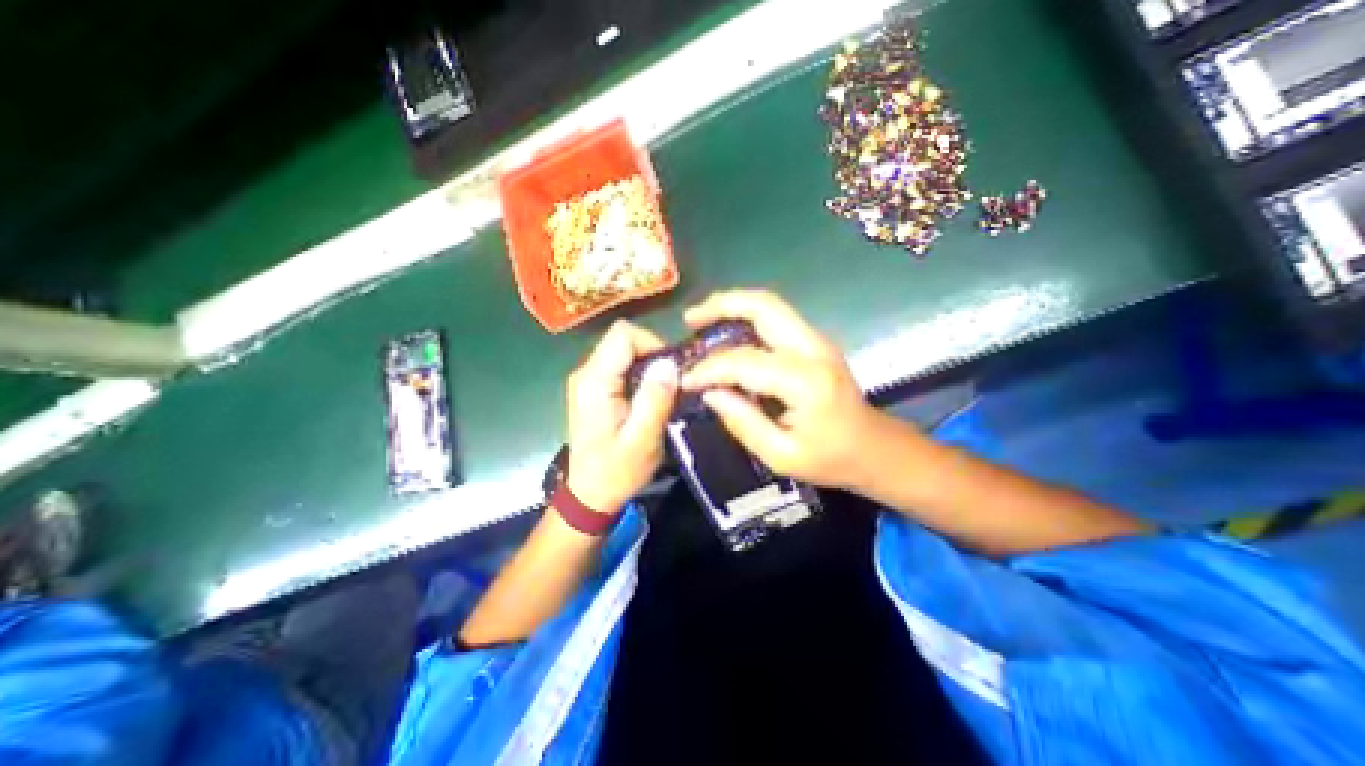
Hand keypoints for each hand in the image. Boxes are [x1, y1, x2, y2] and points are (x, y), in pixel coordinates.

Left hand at [565, 321, 675, 512]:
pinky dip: (640, 375)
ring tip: (664, 393)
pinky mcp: (593, 389)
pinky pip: (620, 367)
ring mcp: (587, 380)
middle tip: (672, 384)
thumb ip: (655, 398)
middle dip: (653, 355)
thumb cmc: (616, 471)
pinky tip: (649, 398)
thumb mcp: (642, 439)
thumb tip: (669, 362)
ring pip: (623, 352)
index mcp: (594, 381)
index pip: (624, 334)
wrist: (590, 495)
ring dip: (648, 366)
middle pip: (623, 340)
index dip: (652, 344)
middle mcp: (586, 373)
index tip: (671, 371)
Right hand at [682, 291, 898, 485]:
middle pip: (764, 307)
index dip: (710, 369)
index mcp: (806, 382)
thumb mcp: (781, 454)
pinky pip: (776, 319)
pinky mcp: (816, 343)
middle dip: (722, 305)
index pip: (745, 362)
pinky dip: (747, 318)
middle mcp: (814, 350)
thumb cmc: (831, 458)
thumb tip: (710, 393)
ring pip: (770, 305)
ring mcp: (818, 341)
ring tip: (703, 320)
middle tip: (691, 320)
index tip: (686, 381)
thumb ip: (743, 421)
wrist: (876, 447)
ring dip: (733, 306)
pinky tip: (728, 333)